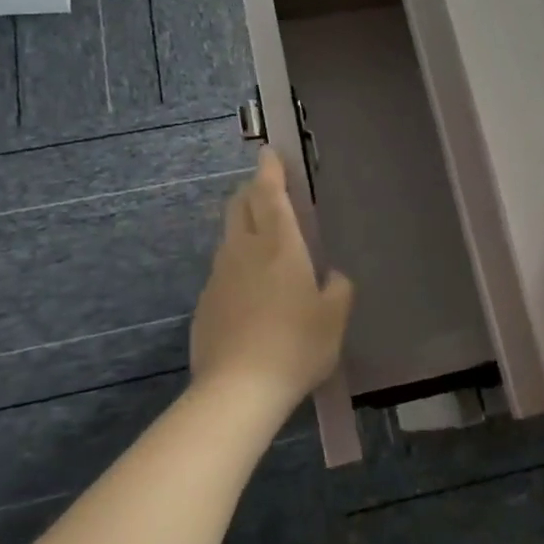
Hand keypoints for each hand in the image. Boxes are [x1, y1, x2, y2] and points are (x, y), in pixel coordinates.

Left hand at [191, 149, 353, 413]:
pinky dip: (236, 264)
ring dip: (243, 227)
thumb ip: (338, 289)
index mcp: (279, 246)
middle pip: (240, 206)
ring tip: (262, 241)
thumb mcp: (334, 318)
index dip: (269, 170)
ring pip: (228, 236)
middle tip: (267, 190)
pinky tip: (249, 291)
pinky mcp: (204, 302)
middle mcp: (244, 251)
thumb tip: (332, 276)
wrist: (237, 390)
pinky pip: (222, 270)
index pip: (269, 193)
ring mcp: (218, 276)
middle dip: (252, 191)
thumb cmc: (296, 346)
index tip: (268, 153)